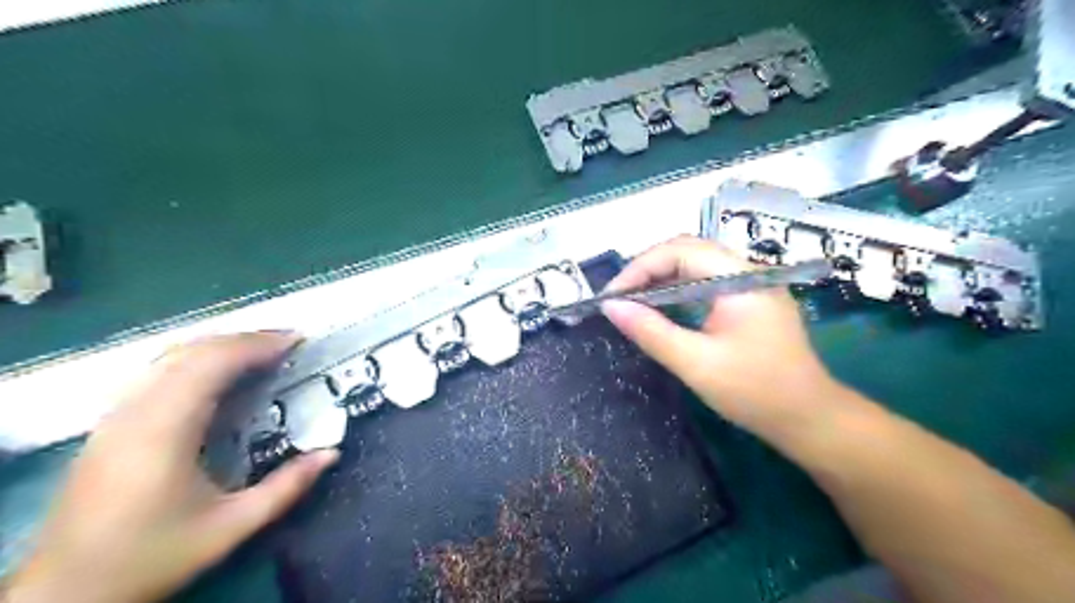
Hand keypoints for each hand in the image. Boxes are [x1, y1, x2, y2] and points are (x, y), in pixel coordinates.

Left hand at [3, 333, 335, 600]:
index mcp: (164, 431)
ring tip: (261, 351)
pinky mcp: (109, 424)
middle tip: (288, 342)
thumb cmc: (153, 556)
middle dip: (245, 339)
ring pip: (170, 357)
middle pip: (192, 352)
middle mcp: (135, 412)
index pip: (212, 364)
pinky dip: (196, 360)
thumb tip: (331, 453)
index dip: (257, 345)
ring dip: (220, 346)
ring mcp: (116, 416)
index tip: (297, 342)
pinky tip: (219, 373)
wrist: (66, 593)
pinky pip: (157, 372)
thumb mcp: (231, 527)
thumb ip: (286, 488)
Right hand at [604, 235, 839, 436]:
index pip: (681, 250)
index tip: (612, 296)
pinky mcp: (748, 300)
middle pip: (687, 252)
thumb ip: (651, 331)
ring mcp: (750, 284)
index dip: (640, 267)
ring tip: (630, 303)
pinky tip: (659, 309)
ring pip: (694, 265)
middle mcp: (747, 271)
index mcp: (741, 278)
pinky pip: (704, 283)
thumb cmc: (756, 392)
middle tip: (617, 299)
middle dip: (647, 270)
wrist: (810, 419)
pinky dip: (676, 292)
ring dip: (660, 280)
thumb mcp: (696, 363)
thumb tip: (610, 306)